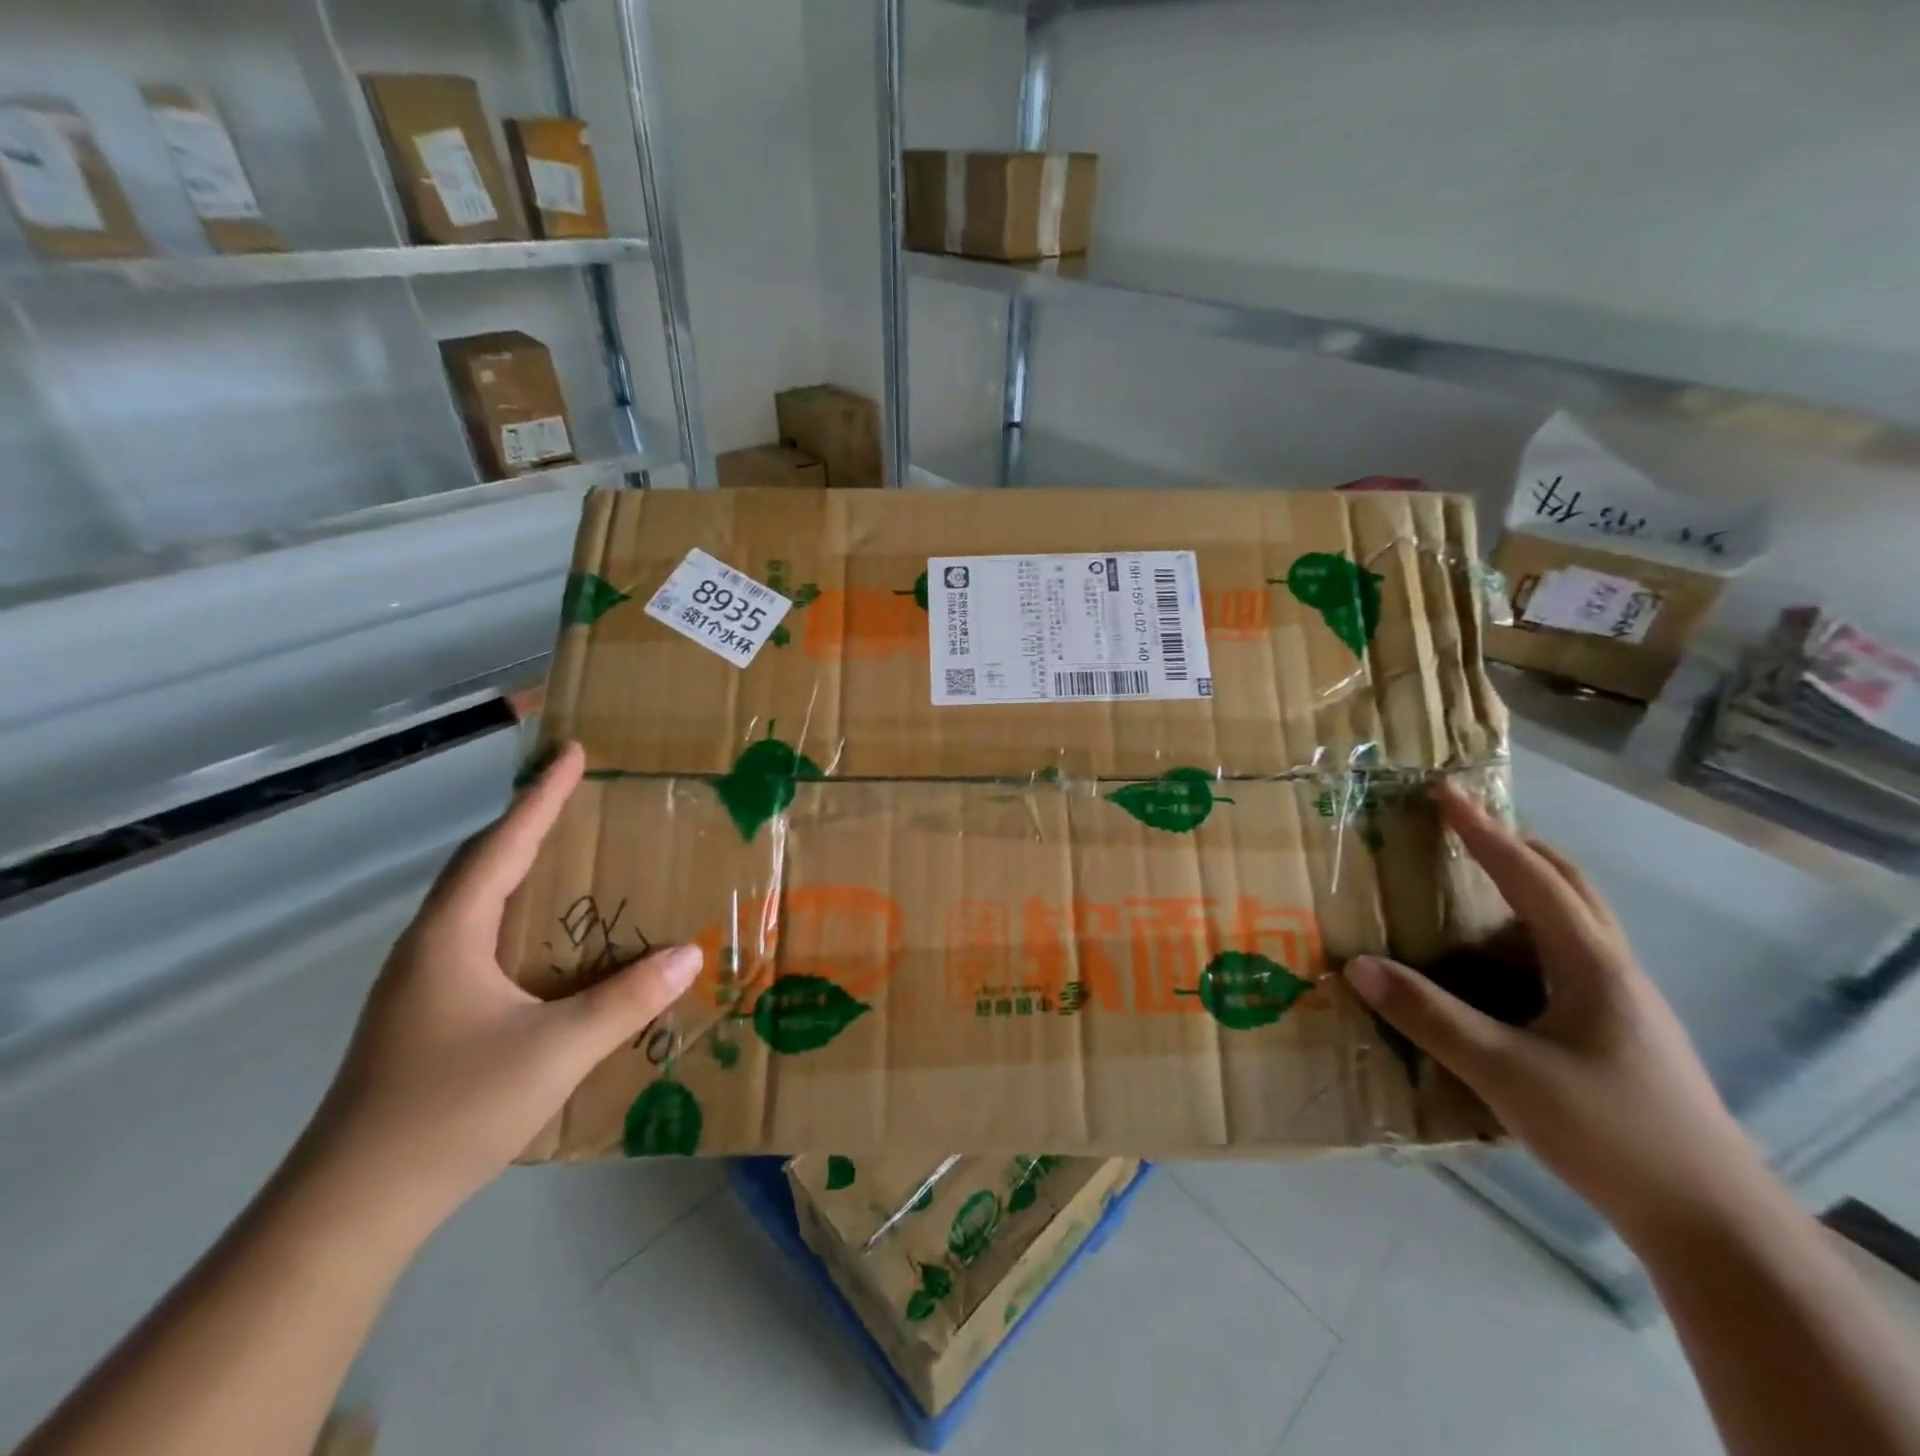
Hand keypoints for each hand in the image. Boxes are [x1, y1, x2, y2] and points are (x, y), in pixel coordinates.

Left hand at [296, 743, 701, 1239]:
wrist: (350, 1209)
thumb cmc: (450, 1111)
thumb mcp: (556, 1050)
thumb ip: (627, 1000)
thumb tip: (689, 954)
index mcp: (451, 937)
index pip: (502, 846)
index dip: (541, 797)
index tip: (572, 753)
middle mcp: (430, 948)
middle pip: (482, 865)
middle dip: (528, 824)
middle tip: (576, 797)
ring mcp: (422, 985)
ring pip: (478, 905)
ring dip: (521, 870)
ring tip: (571, 857)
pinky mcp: (427, 1017)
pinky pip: (481, 940)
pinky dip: (518, 917)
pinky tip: (549, 943)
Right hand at [1343, 783, 1765, 1237]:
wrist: (1713, 1223)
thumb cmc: (1611, 1132)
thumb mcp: (1506, 1073)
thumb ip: (1429, 1017)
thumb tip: (1357, 966)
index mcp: (1590, 963)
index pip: (1530, 876)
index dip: (1483, 830)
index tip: (1444, 791)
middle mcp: (1610, 968)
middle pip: (1567, 885)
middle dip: (1514, 846)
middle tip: (1461, 828)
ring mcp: (1619, 1001)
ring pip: (1569, 922)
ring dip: (1521, 890)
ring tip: (1462, 891)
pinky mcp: (1614, 1031)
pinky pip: (1561, 959)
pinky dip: (1521, 937)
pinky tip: (1489, 971)